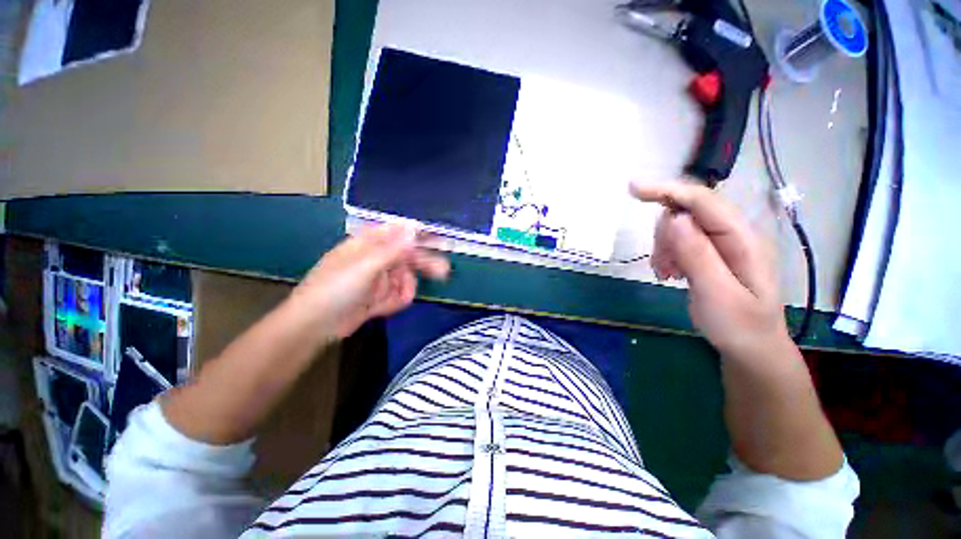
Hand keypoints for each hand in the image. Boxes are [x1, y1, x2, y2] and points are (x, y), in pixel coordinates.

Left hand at [291, 223, 449, 339]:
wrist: (315, 326)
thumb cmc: (335, 289)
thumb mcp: (365, 267)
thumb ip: (392, 248)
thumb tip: (413, 227)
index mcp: (369, 243)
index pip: (399, 232)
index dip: (419, 234)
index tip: (439, 239)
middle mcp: (376, 258)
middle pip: (408, 256)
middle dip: (423, 265)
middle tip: (444, 272)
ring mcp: (379, 278)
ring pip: (406, 278)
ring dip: (403, 290)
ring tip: (391, 302)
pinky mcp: (380, 295)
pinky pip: (398, 294)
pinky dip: (394, 301)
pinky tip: (381, 309)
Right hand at [630, 181, 787, 355]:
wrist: (752, 347)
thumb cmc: (739, 325)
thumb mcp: (716, 294)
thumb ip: (697, 255)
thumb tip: (674, 217)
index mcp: (742, 239)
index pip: (703, 200)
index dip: (667, 190)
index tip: (633, 189)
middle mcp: (734, 233)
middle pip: (688, 211)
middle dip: (665, 233)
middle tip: (662, 265)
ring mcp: (724, 242)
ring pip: (680, 226)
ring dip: (665, 246)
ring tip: (667, 273)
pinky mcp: (712, 252)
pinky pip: (681, 240)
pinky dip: (668, 253)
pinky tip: (670, 272)